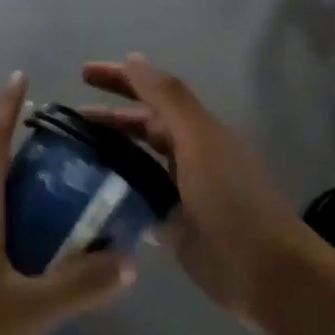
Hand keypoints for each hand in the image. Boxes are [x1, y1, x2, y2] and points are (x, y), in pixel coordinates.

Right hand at [82, 54, 332, 331]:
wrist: (267, 275)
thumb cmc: (232, 202)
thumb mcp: (199, 141)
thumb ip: (168, 99)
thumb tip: (134, 59)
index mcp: (199, 132)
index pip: (153, 95)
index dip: (120, 80)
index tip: (82, 73)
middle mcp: (191, 157)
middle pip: (144, 129)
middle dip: (108, 119)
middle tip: (67, 122)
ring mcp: (183, 194)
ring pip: (139, 165)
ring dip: (109, 156)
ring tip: (70, 157)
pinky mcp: (176, 228)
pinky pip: (139, 202)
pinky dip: (117, 194)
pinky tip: (88, 197)